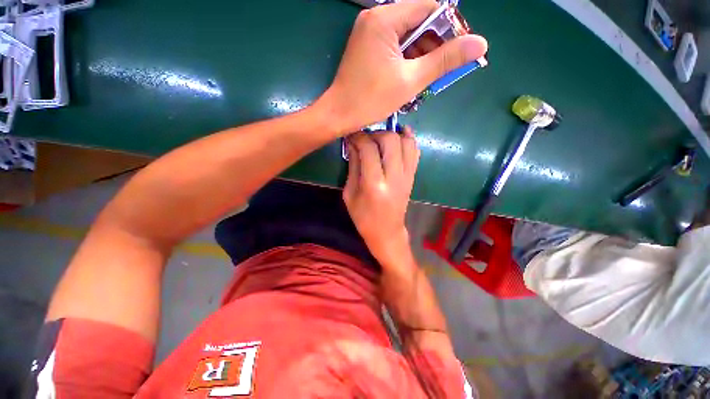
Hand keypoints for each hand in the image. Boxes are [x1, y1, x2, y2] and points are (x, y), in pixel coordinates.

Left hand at [318, 0, 487, 134]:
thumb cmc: (371, 100)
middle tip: (443, 70)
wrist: (339, 114)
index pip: (429, 8)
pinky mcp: (367, 47)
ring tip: (426, 78)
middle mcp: (376, 19)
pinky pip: (394, 46)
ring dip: (420, 55)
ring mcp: (369, 33)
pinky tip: (410, 77)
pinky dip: (406, 59)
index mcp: (385, 20)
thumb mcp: (411, 81)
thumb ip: (444, 61)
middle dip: (434, 45)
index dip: (449, 27)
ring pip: (406, 36)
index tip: (458, 50)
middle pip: (418, 21)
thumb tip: (480, 43)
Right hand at [344, 128, 419, 265]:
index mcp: (374, 184)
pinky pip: (415, 152)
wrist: (387, 232)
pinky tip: (400, 136)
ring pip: (406, 142)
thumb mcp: (350, 194)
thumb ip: (353, 166)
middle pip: (391, 140)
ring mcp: (407, 176)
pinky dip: (408, 140)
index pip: (369, 149)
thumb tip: (353, 143)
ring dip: (392, 134)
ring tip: (380, 139)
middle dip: (376, 133)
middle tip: (366, 139)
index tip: (352, 136)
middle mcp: (394, 177)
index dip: (359, 137)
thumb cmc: (363, 217)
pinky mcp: (413, 177)